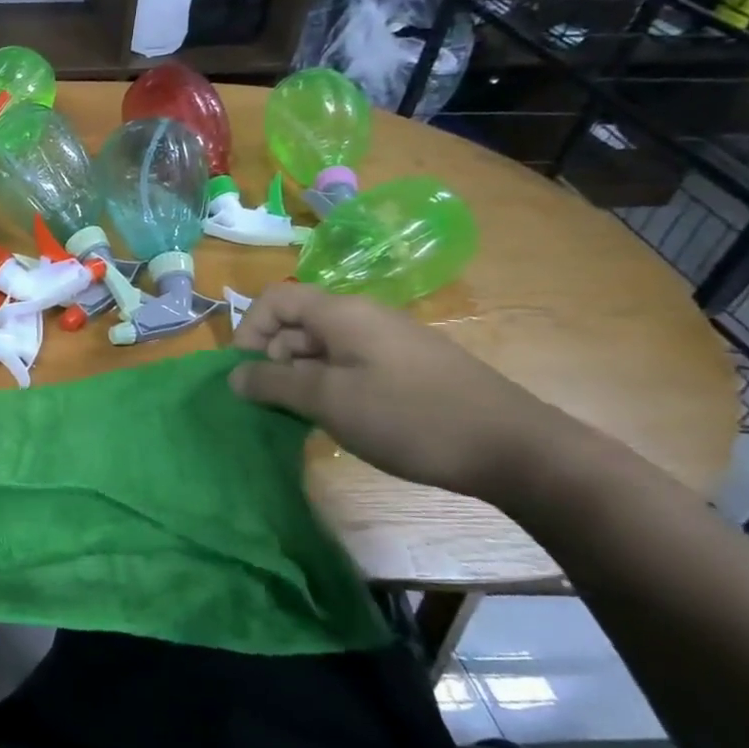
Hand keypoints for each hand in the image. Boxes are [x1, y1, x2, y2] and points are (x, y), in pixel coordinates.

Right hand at [229, 282, 579, 511]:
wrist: (514, 448)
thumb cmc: (409, 417)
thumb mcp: (329, 401)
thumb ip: (274, 384)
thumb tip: (233, 376)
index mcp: (341, 313)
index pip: (274, 299)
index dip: (249, 331)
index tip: (247, 375)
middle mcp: (364, 317)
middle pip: (298, 322)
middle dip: (274, 359)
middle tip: (276, 405)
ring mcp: (390, 342)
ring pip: (324, 347)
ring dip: (302, 377)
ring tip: (306, 418)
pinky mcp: (409, 368)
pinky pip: (352, 365)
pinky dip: (332, 386)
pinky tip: (342, 419)